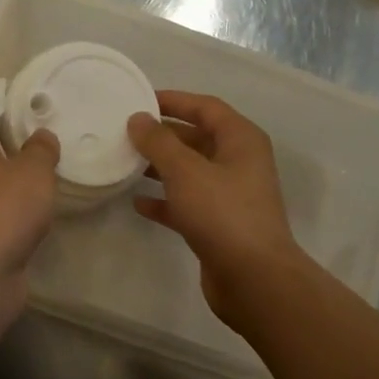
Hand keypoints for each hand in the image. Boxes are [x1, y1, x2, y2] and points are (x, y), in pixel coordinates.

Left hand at [0, 113, 59, 277]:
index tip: (37, 125)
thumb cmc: (3, 209)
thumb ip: (41, 149)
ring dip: (11, 188)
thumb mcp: (34, 171)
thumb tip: (41, 137)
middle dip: (13, 154)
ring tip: (44, 187)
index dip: (9, 118)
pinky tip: (31, 218)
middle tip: (46, 156)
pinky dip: (8, 215)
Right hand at [128, 91, 306, 325]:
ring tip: (126, 163)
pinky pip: (187, 203)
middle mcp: (239, 163)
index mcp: (241, 140)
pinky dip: (165, 200)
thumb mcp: (186, 171)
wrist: (253, 277)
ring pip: (190, 172)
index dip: (174, 101)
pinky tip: (138, 202)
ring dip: (161, 167)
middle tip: (125, 133)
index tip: (139, 101)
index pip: (206, 107)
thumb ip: (159, 142)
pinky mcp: (218, 225)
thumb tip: (138, 119)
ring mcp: (230, 196)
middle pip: (197, 138)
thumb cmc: (223, 213)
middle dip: (163, 135)